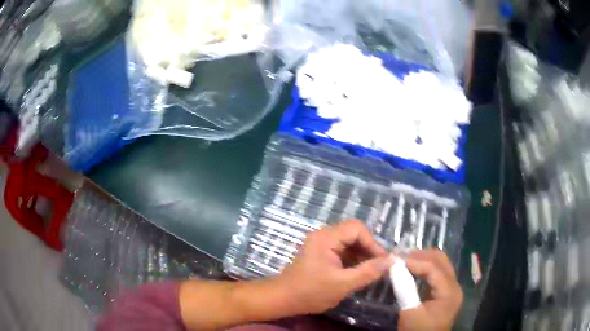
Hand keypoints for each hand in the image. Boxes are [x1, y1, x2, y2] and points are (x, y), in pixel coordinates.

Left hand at [275, 220, 393, 315]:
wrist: (283, 300)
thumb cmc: (310, 292)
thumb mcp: (343, 284)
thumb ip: (368, 272)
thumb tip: (391, 260)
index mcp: (326, 238)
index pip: (357, 229)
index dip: (372, 243)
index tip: (382, 261)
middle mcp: (323, 236)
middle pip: (353, 234)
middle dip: (368, 250)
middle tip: (379, 267)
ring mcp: (321, 245)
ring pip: (349, 244)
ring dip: (361, 256)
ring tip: (372, 272)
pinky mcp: (320, 255)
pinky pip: (342, 252)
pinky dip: (353, 261)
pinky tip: (359, 273)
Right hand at [398, 249, 462, 330]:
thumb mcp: (409, 313)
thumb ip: (404, 289)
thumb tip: (394, 267)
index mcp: (449, 292)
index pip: (434, 268)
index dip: (414, 261)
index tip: (394, 259)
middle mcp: (454, 286)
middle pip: (441, 261)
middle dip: (420, 255)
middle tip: (400, 257)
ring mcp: (451, 288)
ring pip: (440, 264)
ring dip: (423, 259)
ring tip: (404, 261)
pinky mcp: (445, 292)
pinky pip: (437, 273)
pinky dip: (425, 268)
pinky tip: (412, 270)